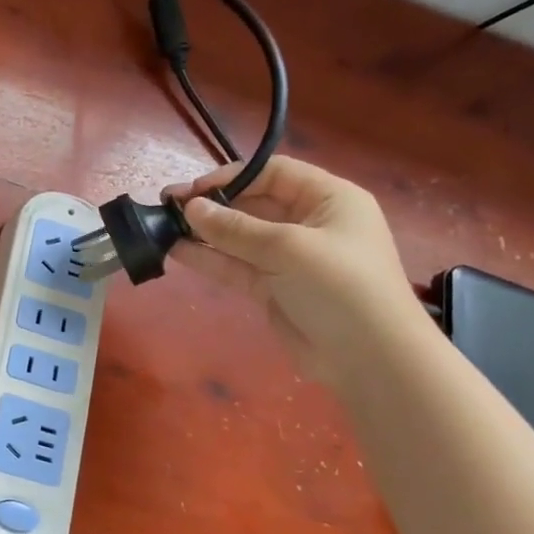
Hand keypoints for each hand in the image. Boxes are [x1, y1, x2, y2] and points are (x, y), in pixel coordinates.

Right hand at [165, 157, 425, 383]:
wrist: (370, 359)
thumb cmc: (341, 287)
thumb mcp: (288, 249)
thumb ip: (235, 228)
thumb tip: (190, 208)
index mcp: (329, 200)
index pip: (274, 174)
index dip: (232, 177)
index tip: (192, 189)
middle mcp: (309, 223)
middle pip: (253, 204)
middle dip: (212, 205)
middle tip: (168, 207)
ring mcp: (289, 258)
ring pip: (239, 237)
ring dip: (203, 232)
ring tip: (163, 227)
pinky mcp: (272, 288)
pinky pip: (235, 265)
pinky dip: (208, 258)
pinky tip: (176, 251)